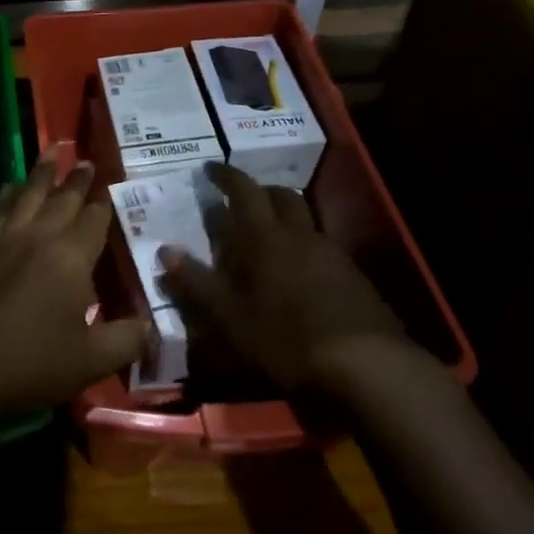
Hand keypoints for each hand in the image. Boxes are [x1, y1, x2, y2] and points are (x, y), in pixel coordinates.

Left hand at [0, 153, 149, 418]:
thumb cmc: (31, 362)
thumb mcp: (90, 361)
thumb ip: (127, 340)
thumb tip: (153, 327)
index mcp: (71, 256)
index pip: (94, 219)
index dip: (105, 204)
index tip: (113, 186)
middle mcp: (40, 237)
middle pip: (62, 199)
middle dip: (77, 179)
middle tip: (86, 160)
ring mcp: (7, 241)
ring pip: (28, 195)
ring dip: (41, 173)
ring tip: (51, 151)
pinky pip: (0, 211)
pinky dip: (9, 195)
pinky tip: (10, 189)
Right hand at [160, 164, 410, 390]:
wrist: (368, 366)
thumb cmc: (288, 338)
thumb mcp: (231, 318)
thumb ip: (197, 283)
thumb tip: (165, 251)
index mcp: (267, 238)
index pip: (244, 191)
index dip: (226, 176)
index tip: (210, 167)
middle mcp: (301, 235)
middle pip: (281, 196)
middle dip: (259, 191)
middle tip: (240, 200)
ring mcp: (332, 254)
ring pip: (305, 220)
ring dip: (284, 217)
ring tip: (267, 237)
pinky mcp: (354, 277)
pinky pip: (322, 246)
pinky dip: (304, 246)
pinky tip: (299, 273)